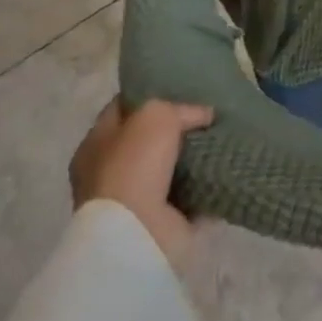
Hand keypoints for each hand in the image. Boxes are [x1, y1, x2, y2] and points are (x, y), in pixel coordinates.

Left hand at [68, 97, 214, 264]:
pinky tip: (226, 167)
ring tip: (224, 137)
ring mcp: (134, 203)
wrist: (136, 234)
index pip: (122, 109)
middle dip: (177, 129)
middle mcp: (109, 174)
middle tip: (208, 113)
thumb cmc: (134, 165)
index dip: (148, 94)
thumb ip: (181, 108)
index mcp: (95, 146)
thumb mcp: (155, 114)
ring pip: (170, 169)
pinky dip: (207, 186)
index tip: (179, 86)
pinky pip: (190, 197)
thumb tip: (204, 115)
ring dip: (194, 159)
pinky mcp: (160, 225)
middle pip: (148, 141)